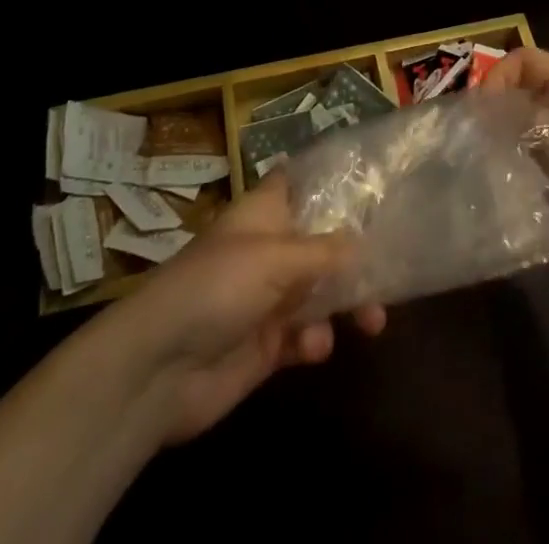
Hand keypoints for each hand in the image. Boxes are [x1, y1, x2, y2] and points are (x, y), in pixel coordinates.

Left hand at [109, 179, 386, 445]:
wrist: (158, 369)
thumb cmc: (217, 287)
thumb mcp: (276, 258)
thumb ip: (326, 251)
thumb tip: (365, 245)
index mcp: (265, 214)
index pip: (301, 182)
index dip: (333, 179)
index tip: (375, 182)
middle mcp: (269, 250)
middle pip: (323, 242)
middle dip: (356, 256)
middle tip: (391, 270)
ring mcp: (267, 298)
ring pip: (321, 292)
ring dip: (348, 304)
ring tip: (373, 320)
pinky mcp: (265, 346)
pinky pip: (305, 336)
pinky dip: (316, 340)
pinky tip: (314, 347)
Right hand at [483, 47, 548, 306]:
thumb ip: (517, 118)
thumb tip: (485, 111)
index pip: (526, 59)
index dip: (498, 76)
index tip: (477, 112)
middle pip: (525, 94)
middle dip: (497, 112)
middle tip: (470, 140)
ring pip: (528, 133)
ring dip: (506, 146)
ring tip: (481, 167)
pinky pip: (537, 168)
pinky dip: (519, 175)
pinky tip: (502, 193)